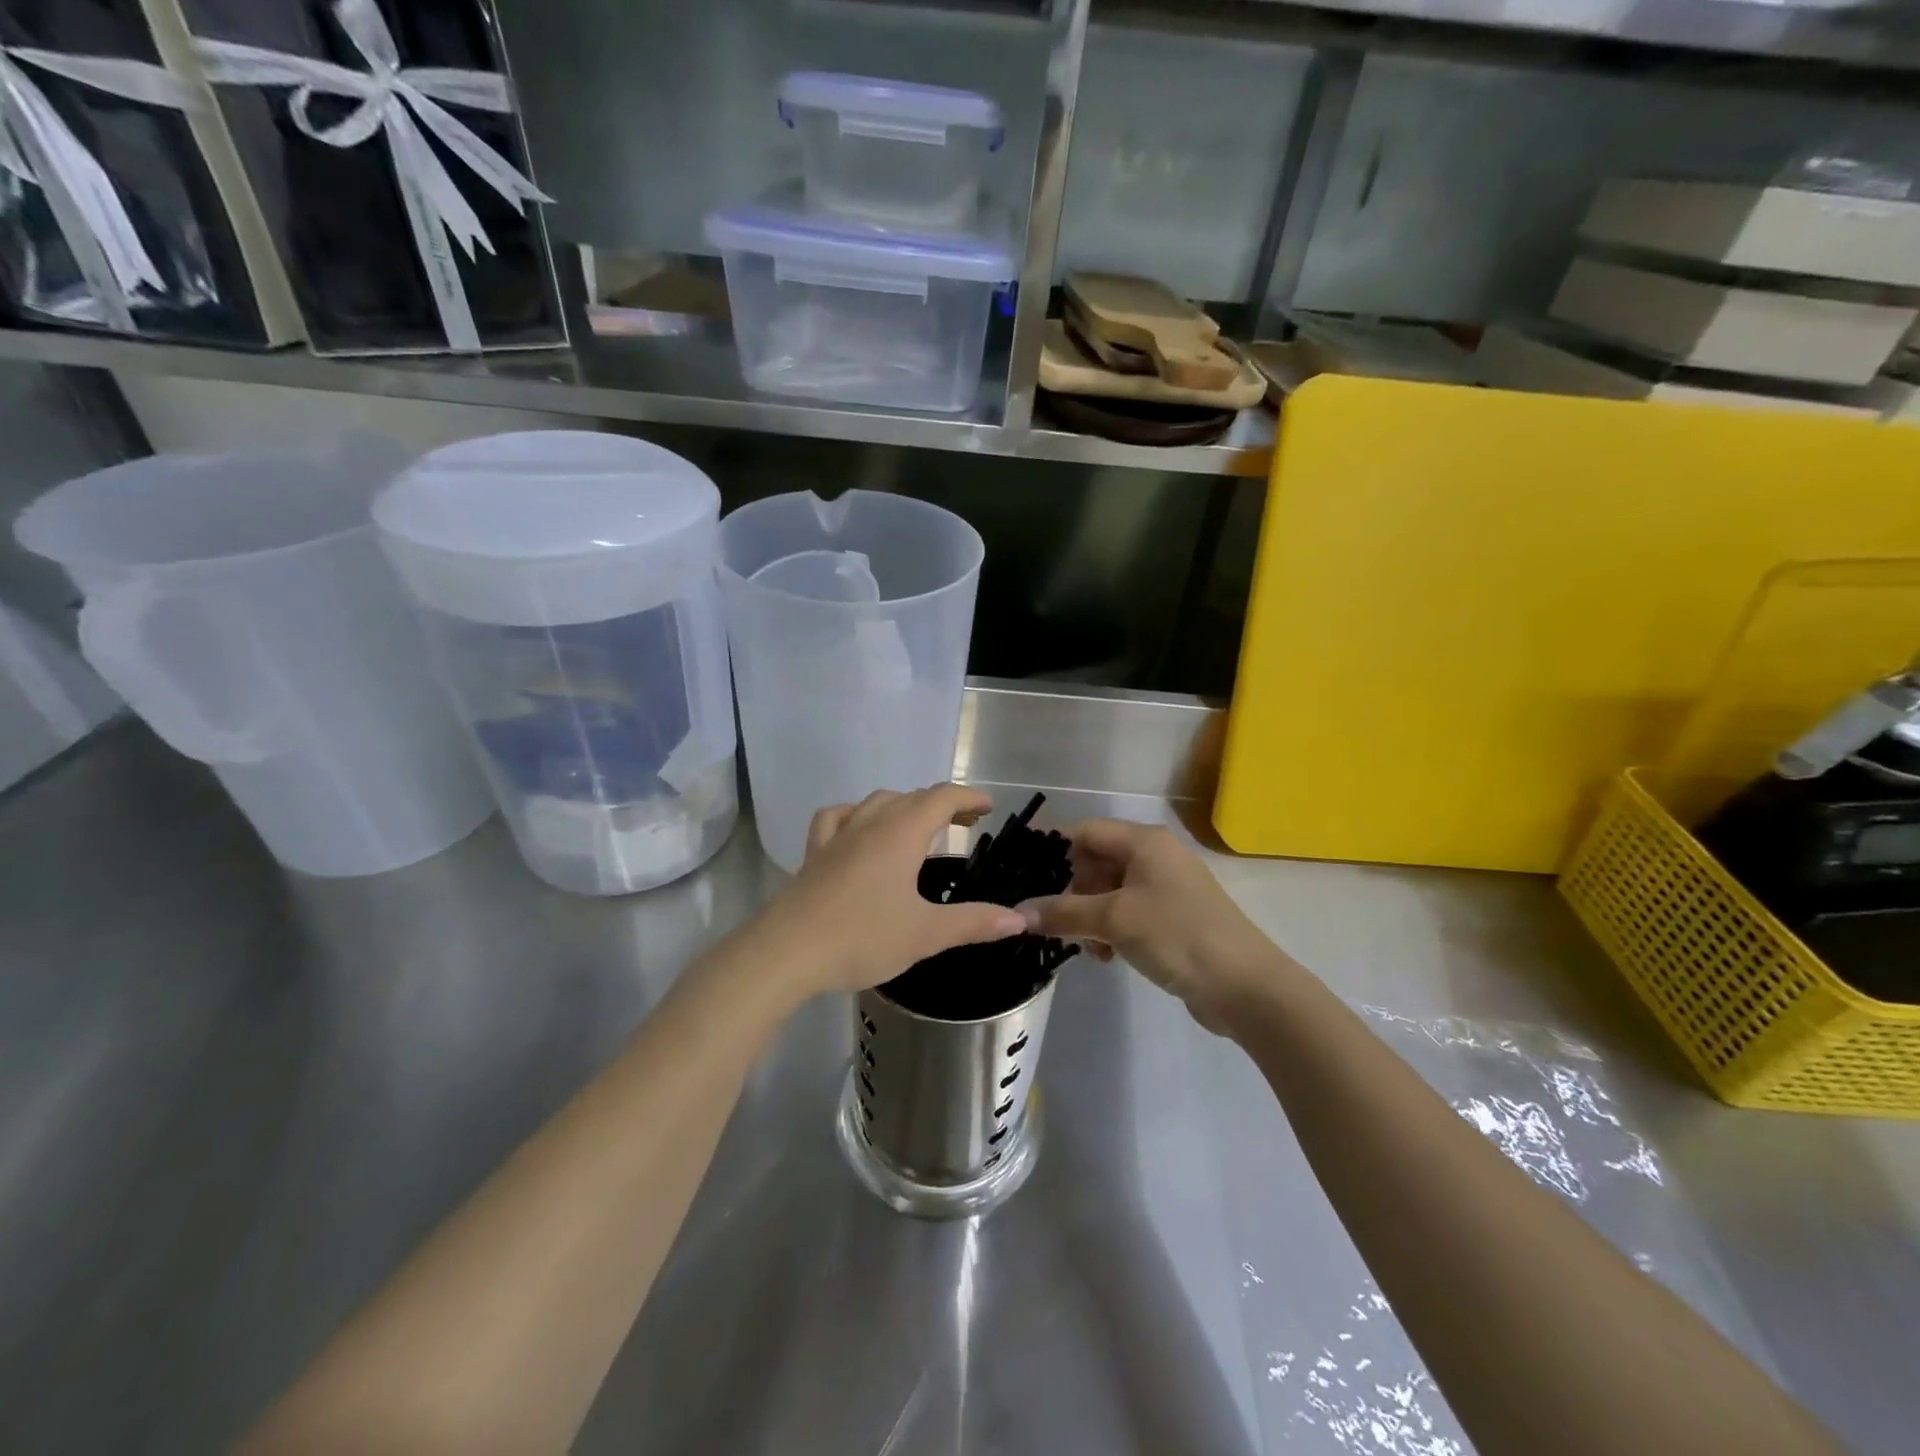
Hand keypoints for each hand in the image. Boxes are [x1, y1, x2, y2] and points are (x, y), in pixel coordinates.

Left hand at [733, 786, 1026, 1006]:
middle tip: (964, 822)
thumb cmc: (862, 938)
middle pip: (911, 796)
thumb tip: (1021, 918)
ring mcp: (837, 836)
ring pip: (875, 802)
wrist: (786, 953)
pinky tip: (857, 829)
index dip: (968, 797)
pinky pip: (836, 818)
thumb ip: (974, 922)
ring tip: (917, 826)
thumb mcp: (925, 933)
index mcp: (901, 834)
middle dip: (941, 802)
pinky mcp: (813, 854)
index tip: (988, 807)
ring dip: (903, 805)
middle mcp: (869, 824)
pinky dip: (854, 814)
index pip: (941, 797)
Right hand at [1017, 820, 1280, 1034]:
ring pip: (1108, 892)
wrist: (1245, 986)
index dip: (1052, 851)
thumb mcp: (1114, 920)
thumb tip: (1018, 912)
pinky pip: (1126, 913)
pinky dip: (1111, 930)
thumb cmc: (1177, 936)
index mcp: (1143, 842)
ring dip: (1090, 918)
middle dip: (1074, 894)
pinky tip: (1108, 957)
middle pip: (1095, 863)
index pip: (1084, 832)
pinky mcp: (1171, 917)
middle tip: (1061, 925)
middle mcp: (1154, 856)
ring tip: (1091, 949)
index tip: (1024, 878)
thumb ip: (1063, 912)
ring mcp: (1165, 887)